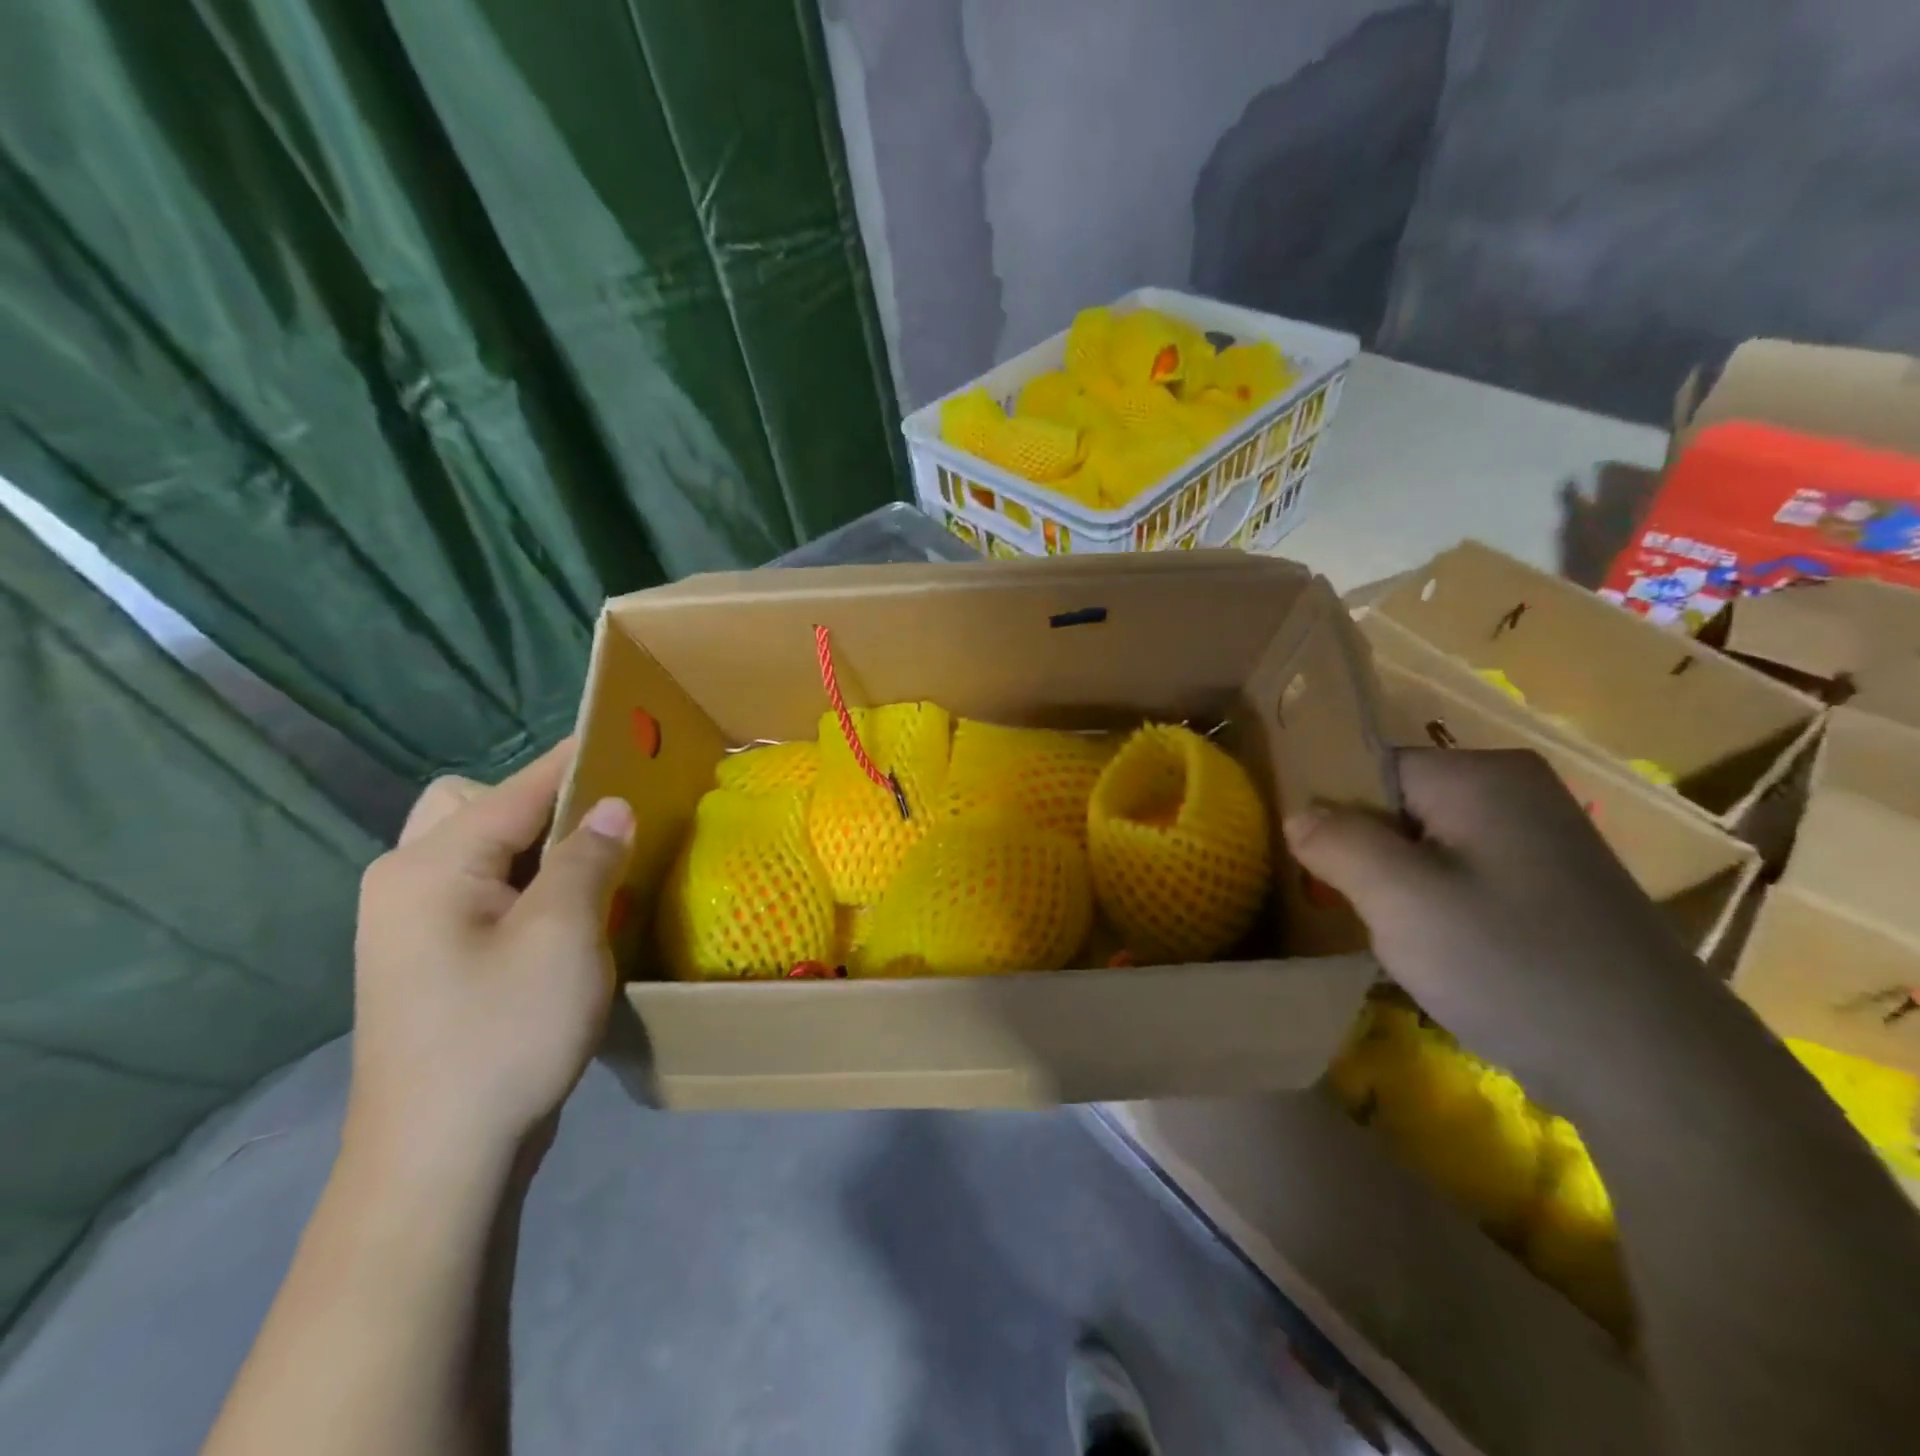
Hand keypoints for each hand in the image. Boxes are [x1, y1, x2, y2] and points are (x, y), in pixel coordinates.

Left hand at [346, 739, 634, 1179]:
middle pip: (479, 806)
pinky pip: (482, 890)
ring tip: (594, 863)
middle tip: (603, 825)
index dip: (577, 759)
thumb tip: (612, 806)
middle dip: (545, 802)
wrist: (438, 1162)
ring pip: (480, 849)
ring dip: (537, 844)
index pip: (517, 788)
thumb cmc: (503, 1035)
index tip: (629, 735)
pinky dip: (526, 882)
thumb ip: (589, 857)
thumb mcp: (563, 936)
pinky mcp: (430, 959)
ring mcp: (412, 924)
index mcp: (430, 865)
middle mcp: (406, 881)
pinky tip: (565, 910)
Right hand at [1285, 749, 1707, 1099]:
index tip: (1318, 871)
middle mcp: (1516, 790)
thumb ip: (1336, 842)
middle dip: (1366, 854)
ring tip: (1400, 939)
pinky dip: (1438, 907)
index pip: (1370, 768)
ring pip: (1427, 845)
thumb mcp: (1398, 898)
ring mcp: (1542, 839)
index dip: (1335, 815)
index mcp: (1480, 774)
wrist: (1659, 1070)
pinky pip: (1464, 875)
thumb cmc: (1511, 963)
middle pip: (1398, 805)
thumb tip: (1299, 814)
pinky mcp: (1556, 887)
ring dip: (1398, 887)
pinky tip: (1446, 954)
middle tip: (1358, 912)